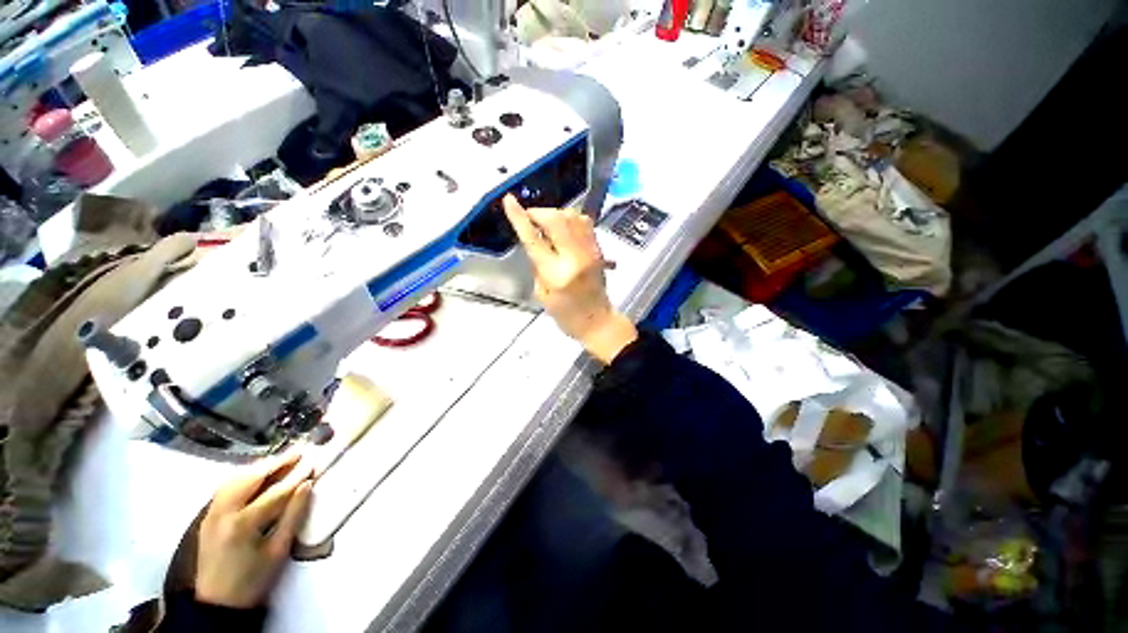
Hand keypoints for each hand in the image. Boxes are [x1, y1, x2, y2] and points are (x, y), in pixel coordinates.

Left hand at [195, 452, 312, 608]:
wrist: (218, 603)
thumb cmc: (254, 580)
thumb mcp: (279, 551)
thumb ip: (293, 516)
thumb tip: (307, 486)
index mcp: (242, 524)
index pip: (275, 492)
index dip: (297, 476)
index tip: (314, 462)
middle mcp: (223, 513)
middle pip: (250, 478)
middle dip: (276, 463)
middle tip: (298, 452)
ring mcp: (212, 513)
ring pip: (234, 479)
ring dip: (259, 467)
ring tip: (280, 460)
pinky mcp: (208, 517)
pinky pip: (225, 488)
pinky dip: (243, 476)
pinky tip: (256, 475)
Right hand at [503, 195, 636, 363]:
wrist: (598, 321)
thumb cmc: (566, 315)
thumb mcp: (542, 294)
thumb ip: (538, 265)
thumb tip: (536, 240)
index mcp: (556, 274)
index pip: (534, 240)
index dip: (519, 218)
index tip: (509, 200)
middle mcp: (575, 258)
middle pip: (556, 220)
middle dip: (539, 212)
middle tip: (530, 217)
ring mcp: (590, 251)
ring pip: (572, 216)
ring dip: (555, 214)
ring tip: (546, 223)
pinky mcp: (599, 249)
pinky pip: (584, 222)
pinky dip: (570, 218)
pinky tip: (563, 227)